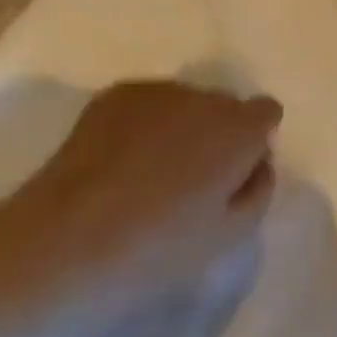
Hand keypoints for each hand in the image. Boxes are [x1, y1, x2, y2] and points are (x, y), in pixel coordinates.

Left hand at [23, 81, 282, 285]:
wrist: (71, 235)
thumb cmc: (158, 245)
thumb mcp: (228, 235)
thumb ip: (256, 190)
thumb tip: (257, 162)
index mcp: (236, 128)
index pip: (265, 111)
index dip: (255, 141)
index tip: (236, 173)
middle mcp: (199, 96)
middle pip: (223, 105)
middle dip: (218, 132)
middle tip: (194, 179)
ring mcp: (153, 90)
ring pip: (183, 102)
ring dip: (181, 126)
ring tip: (153, 171)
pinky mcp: (113, 95)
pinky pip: (148, 104)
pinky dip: (147, 123)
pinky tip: (124, 160)